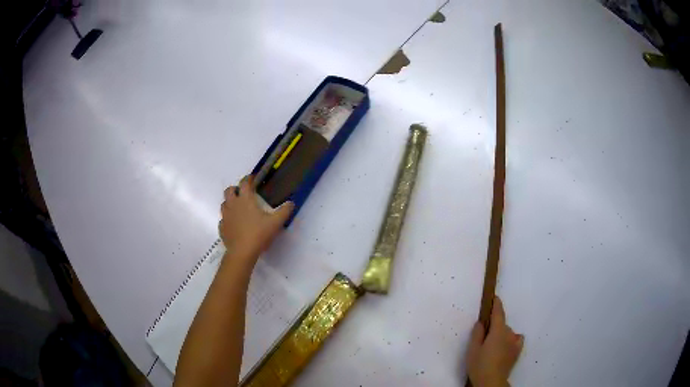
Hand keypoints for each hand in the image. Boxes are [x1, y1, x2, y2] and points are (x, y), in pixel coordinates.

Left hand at [219, 175, 293, 261]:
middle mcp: (233, 204)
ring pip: (224, 204)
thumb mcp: (276, 222)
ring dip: (230, 203)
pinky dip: (228, 219)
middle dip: (236, 189)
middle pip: (229, 190)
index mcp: (245, 199)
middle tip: (244, 194)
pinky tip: (234, 225)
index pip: (244, 182)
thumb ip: (284, 211)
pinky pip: (223, 219)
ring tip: (238, 209)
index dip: (248, 178)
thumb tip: (291, 203)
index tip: (252, 179)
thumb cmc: (258, 234)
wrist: (242, 252)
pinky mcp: (222, 228)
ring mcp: (225, 216)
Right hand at [466, 297, 523, 386]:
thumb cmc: (480, 365)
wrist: (492, 381)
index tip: (494, 297)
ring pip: (508, 333)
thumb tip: (481, 322)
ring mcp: (515, 342)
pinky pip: (516, 339)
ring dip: (501, 334)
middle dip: (494, 326)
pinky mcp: (517, 351)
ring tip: (492, 346)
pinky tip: (506, 346)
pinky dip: (512, 339)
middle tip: (483, 337)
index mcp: (498, 330)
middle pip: (502, 324)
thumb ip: (477, 333)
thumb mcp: (472, 349)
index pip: (498, 312)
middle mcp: (509, 333)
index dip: (496, 303)